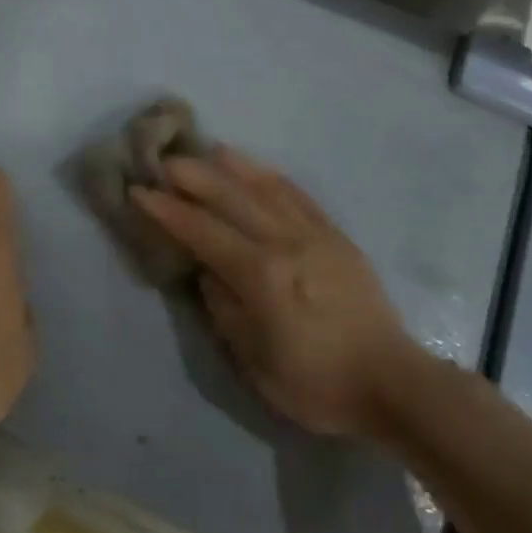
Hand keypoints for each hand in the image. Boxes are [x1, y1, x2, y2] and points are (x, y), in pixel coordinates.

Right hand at [132, 147, 410, 438]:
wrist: (391, 383)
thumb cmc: (316, 383)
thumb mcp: (255, 362)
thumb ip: (225, 310)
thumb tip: (208, 272)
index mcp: (261, 275)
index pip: (203, 232)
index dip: (168, 211)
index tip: (140, 191)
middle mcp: (285, 243)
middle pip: (232, 198)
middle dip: (194, 176)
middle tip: (165, 160)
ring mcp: (315, 235)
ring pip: (267, 189)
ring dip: (234, 167)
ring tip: (209, 149)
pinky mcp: (337, 238)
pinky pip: (301, 197)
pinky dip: (275, 179)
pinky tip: (260, 170)